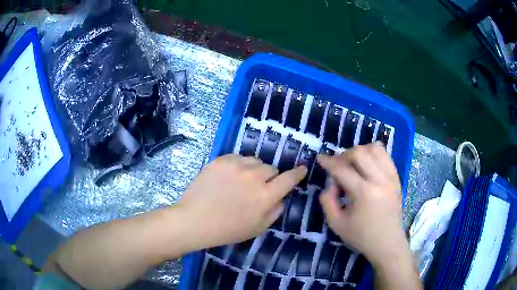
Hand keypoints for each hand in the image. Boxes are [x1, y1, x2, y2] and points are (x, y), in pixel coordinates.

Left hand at [177, 154, 306, 248]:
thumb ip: (275, 211)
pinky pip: (238, 157)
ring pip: (255, 161)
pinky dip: (238, 165)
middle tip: (257, 188)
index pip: (289, 179)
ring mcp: (236, 166)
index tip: (302, 168)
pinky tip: (229, 177)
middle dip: (269, 177)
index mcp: (265, 196)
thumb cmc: (227, 229)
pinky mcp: (221, 160)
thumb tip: (280, 197)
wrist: (194, 220)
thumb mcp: (257, 228)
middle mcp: (254, 177)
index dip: (297, 173)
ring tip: (241, 181)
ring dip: (253, 170)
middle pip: (271, 168)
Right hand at [317, 143, 406, 266]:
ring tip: (353, 164)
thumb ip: (327, 201)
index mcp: (364, 193)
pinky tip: (367, 165)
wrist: (388, 243)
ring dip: (360, 152)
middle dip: (344, 155)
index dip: (328, 162)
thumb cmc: (361, 236)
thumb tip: (330, 183)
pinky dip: (373, 154)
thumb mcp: (336, 224)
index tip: (320, 159)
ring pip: (374, 148)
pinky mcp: (396, 177)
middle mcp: (380, 180)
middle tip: (338, 166)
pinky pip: (385, 155)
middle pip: (359, 152)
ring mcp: (391, 177)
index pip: (343, 169)